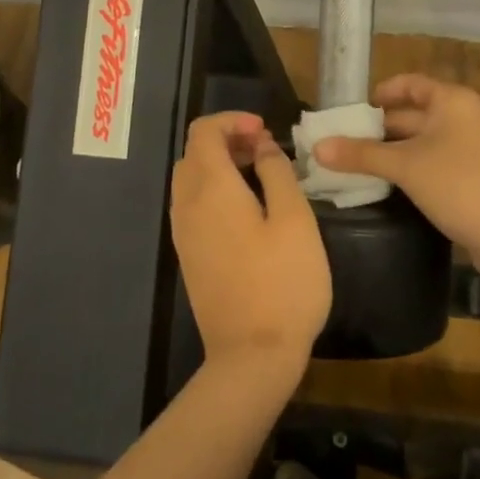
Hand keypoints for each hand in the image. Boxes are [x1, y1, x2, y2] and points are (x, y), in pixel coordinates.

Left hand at [171, 111, 331, 376]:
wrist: (251, 358)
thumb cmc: (282, 283)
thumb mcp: (295, 219)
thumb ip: (277, 172)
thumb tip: (261, 147)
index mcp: (210, 189)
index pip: (203, 131)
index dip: (232, 120)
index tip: (265, 131)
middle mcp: (187, 205)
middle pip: (194, 152)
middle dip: (227, 139)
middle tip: (265, 149)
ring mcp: (184, 233)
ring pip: (191, 178)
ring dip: (220, 164)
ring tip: (260, 174)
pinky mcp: (189, 256)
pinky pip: (192, 204)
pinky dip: (214, 190)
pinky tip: (247, 208)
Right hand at [315, 74, 479, 273]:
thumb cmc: (458, 184)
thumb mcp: (404, 166)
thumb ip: (361, 155)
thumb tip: (318, 147)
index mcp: (452, 100)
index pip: (410, 84)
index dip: (382, 92)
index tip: (355, 109)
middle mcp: (465, 116)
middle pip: (415, 113)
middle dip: (381, 127)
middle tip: (345, 141)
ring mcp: (474, 147)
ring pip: (424, 141)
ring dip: (394, 151)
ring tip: (359, 164)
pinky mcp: (476, 175)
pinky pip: (436, 161)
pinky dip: (412, 168)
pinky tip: (390, 185)